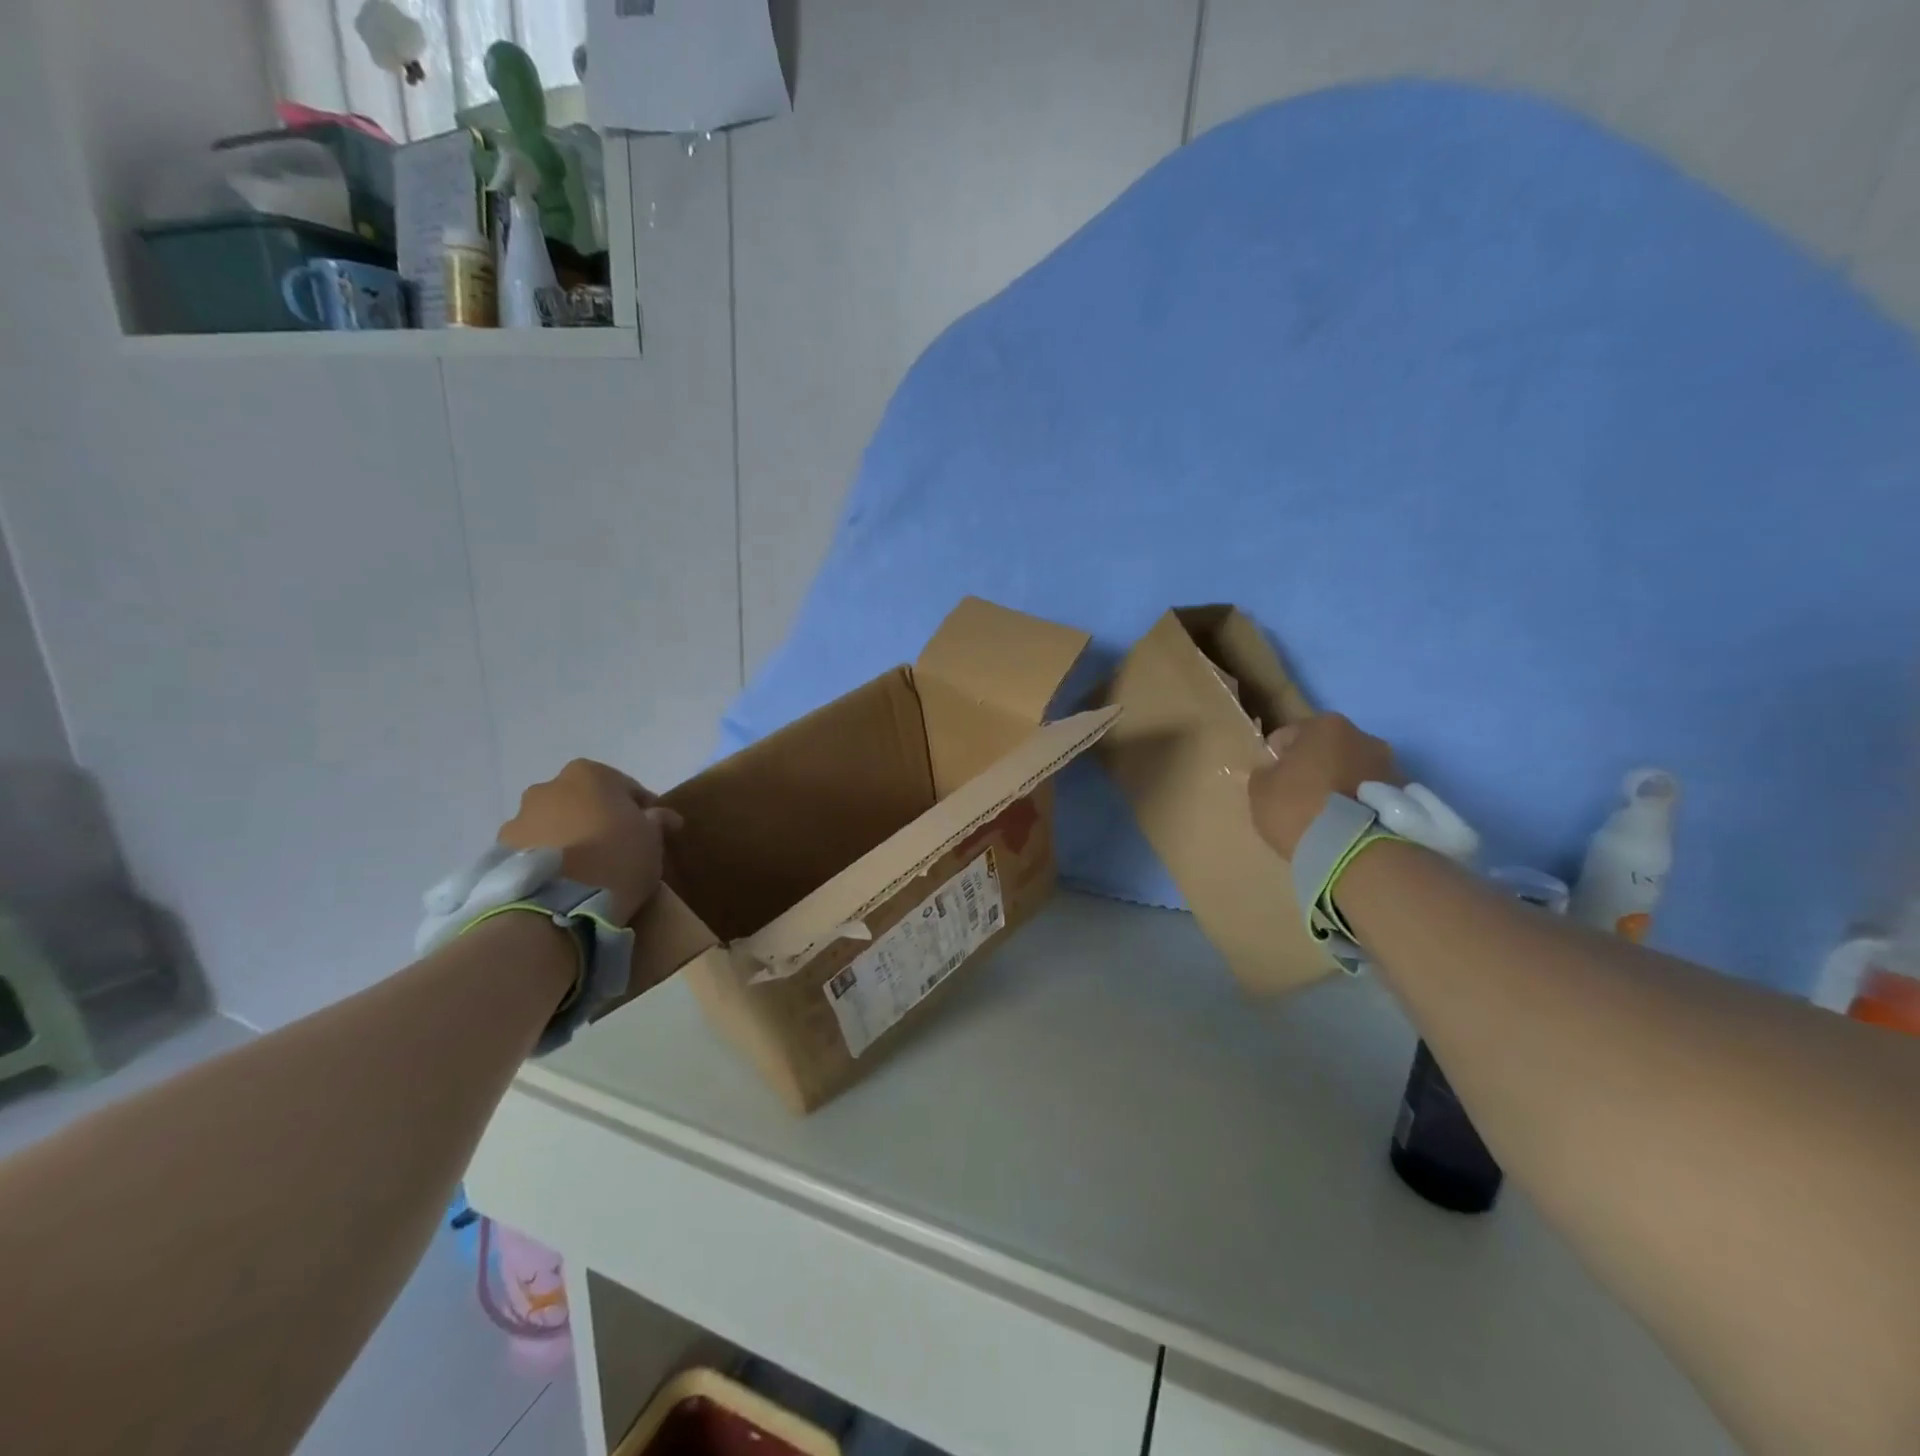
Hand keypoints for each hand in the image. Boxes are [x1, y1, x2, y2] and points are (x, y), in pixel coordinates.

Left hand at [499, 759, 681, 923]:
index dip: (644, 810)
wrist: (555, 908)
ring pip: (555, 824)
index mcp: (588, 774)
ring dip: (570, 839)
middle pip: (585, 802)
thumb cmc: (615, 860)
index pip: (627, 788)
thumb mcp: (652, 839)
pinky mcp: (498, 853)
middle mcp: (548, 787)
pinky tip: (564, 882)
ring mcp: (518, 819)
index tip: (655, 832)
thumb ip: (656, 821)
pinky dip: (549, 859)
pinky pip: (534, 851)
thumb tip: (661, 815)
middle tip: (619, 849)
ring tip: (587, 871)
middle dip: (600, 820)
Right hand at [1247, 713, 1398, 858]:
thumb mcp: (1260, 791)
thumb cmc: (1299, 809)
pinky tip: (1347, 826)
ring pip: (1352, 770)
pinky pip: (1371, 794)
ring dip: (1340, 784)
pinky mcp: (1407, 795)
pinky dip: (1360, 803)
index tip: (1271, 782)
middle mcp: (1362, 736)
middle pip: (1326, 749)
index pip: (1288, 735)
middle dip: (1313, 768)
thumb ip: (1261, 774)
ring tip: (1327, 817)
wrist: (1356, 850)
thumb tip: (1268, 771)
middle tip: (1299, 798)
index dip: (1275, 758)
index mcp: (1324, 726)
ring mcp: (1390, 764)